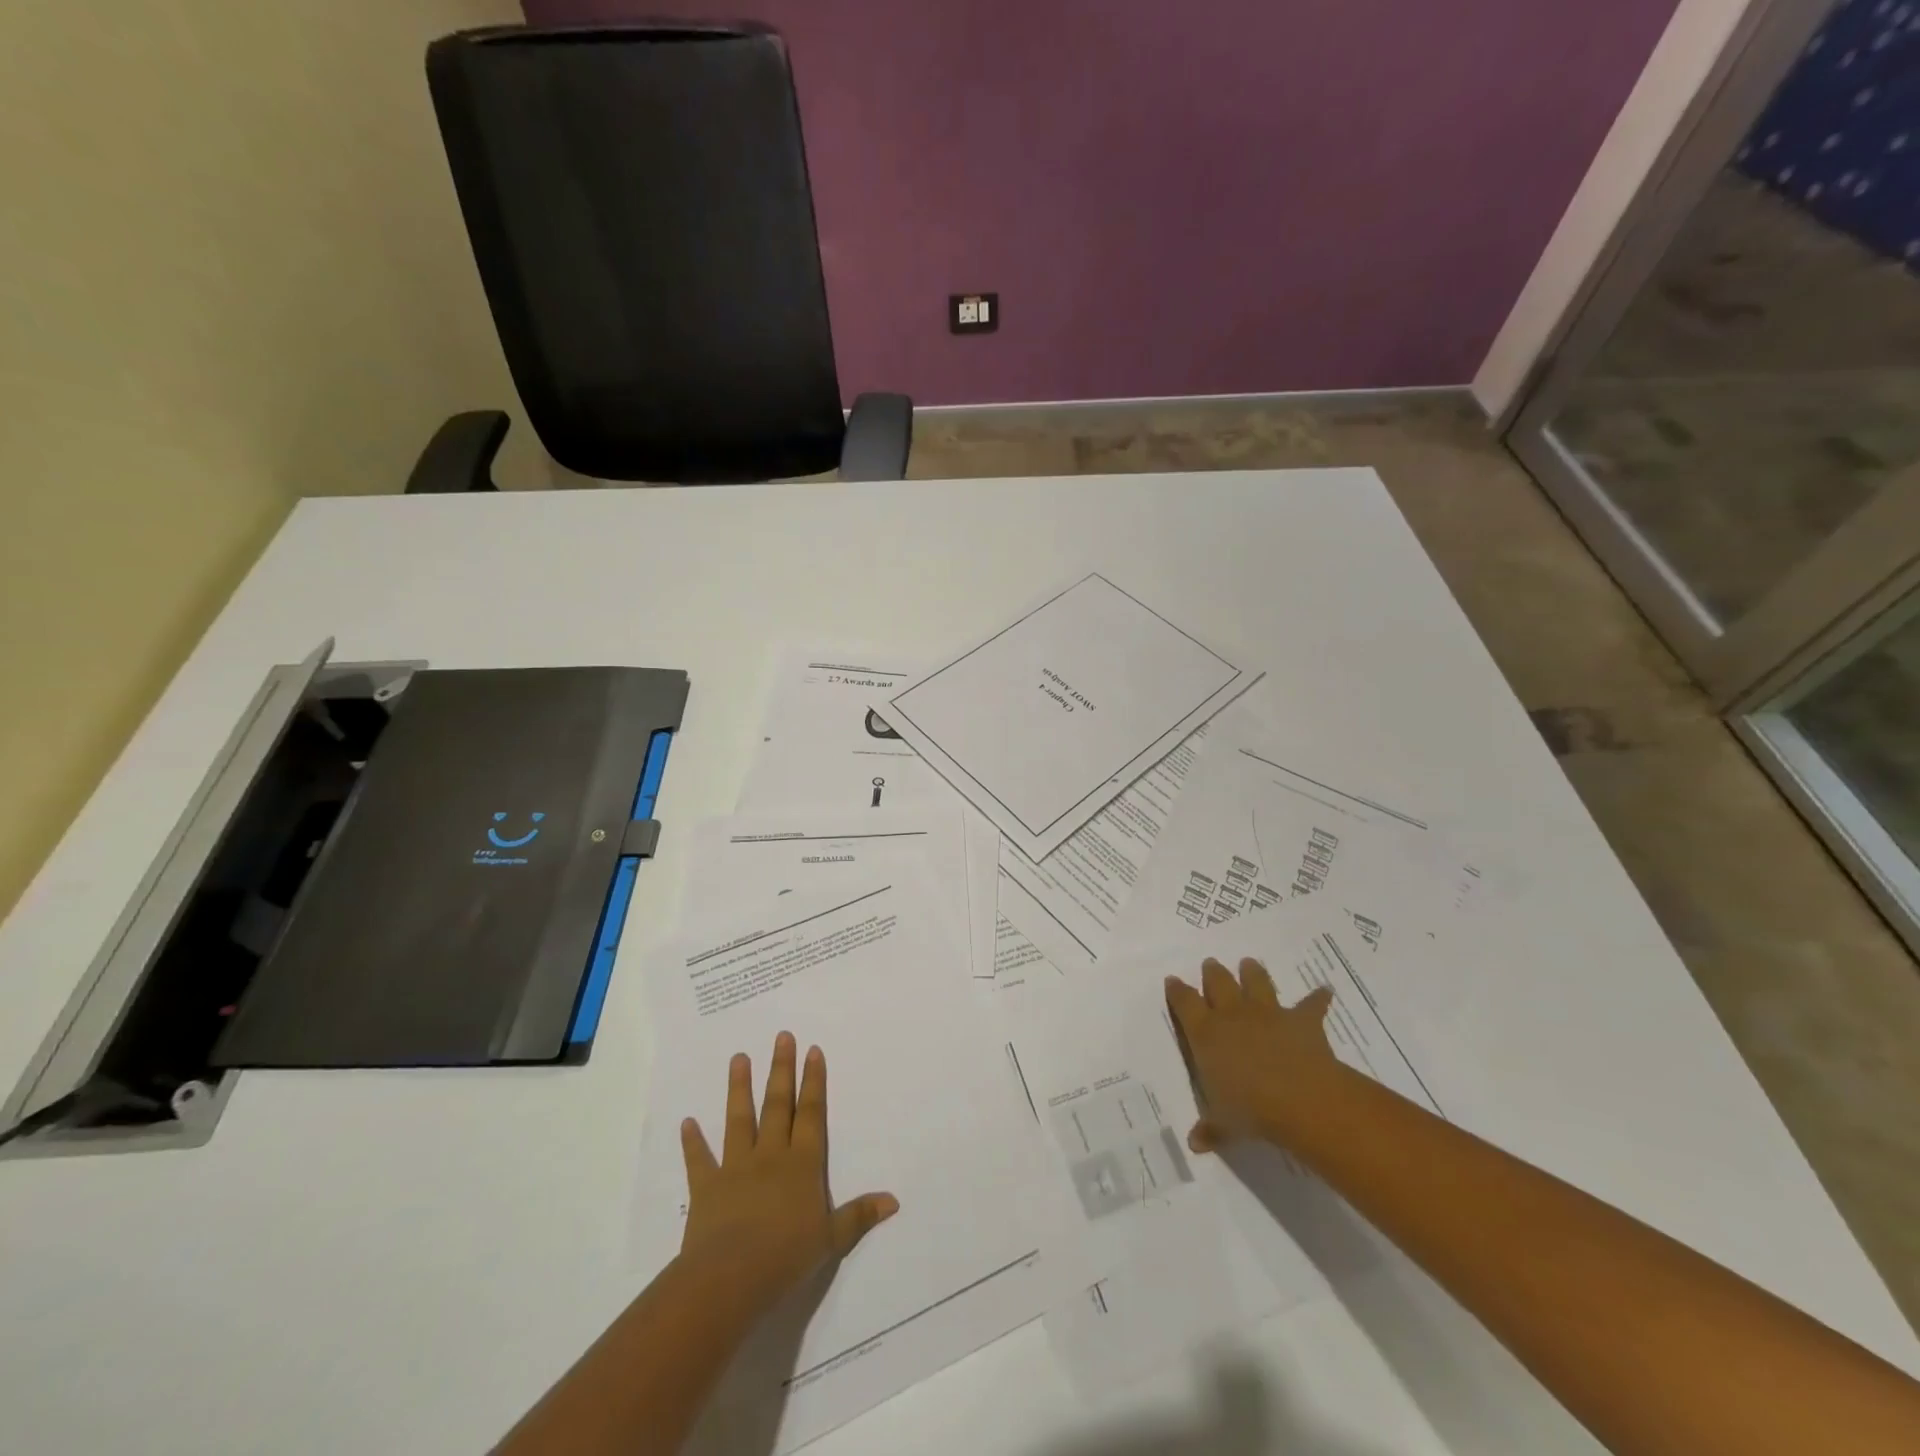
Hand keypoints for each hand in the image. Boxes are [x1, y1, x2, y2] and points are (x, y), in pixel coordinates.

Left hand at [678, 1033, 898, 1313]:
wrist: (729, 1278)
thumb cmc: (786, 1258)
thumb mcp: (831, 1240)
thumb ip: (859, 1216)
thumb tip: (893, 1200)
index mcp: (803, 1165)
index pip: (811, 1115)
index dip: (814, 1082)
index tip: (812, 1050)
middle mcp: (771, 1156)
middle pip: (778, 1105)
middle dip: (781, 1070)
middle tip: (782, 1036)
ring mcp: (736, 1168)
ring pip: (739, 1120)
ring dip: (739, 1088)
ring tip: (738, 1057)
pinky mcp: (707, 1187)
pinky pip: (699, 1160)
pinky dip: (692, 1142)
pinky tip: (687, 1122)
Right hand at [1165, 957, 1342, 1152]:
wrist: (1299, 1098)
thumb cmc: (1250, 1109)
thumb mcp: (1224, 1123)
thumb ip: (1210, 1128)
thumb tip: (1194, 1143)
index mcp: (1205, 1033)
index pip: (1184, 1002)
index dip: (1177, 990)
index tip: (1172, 981)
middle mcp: (1233, 1015)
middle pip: (1218, 982)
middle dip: (1213, 973)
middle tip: (1210, 965)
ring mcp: (1268, 1013)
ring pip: (1256, 981)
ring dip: (1253, 972)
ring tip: (1249, 964)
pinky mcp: (1301, 1020)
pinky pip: (1311, 1004)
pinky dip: (1317, 998)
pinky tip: (1324, 991)